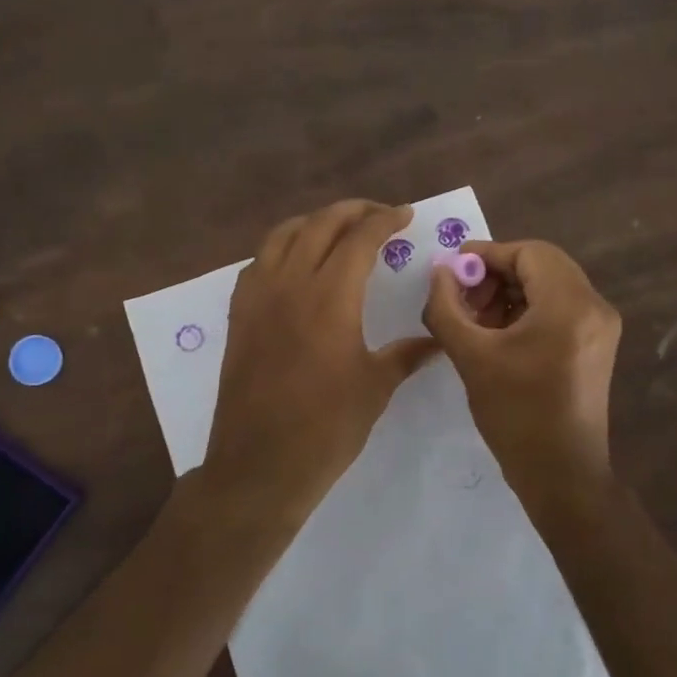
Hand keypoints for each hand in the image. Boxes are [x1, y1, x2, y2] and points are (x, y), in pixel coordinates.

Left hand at [196, 200, 438, 530]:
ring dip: (314, 223)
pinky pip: (259, 263)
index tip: (406, 215)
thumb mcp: (376, 387)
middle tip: (379, 216)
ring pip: (283, 235)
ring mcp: (258, 297)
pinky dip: (282, 249)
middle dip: (353, 211)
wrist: (260, 464)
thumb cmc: (326, 427)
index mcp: (330, 297)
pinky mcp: (239, 315)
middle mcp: (291, 283)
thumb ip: (407, 354)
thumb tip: (437, 340)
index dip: (385, 219)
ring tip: (337, 230)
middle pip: (320, 225)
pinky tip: (296, 265)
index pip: (360, 238)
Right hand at [422, 239, 621, 510]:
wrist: (562, 475)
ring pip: (550, 285)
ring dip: (510, 292)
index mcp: (570, 304)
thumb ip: (447, 307)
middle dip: (497, 274)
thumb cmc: (516, 414)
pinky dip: (527, 310)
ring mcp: (600, 327)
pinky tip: (499, 334)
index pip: (528, 252)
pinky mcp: (596, 345)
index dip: (487, 254)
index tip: (452, 270)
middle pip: (542, 265)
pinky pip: (559, 308)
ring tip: (476, 319)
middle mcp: (594, 306)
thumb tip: (440, 273)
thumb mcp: (471, 356)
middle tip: (463, 298)